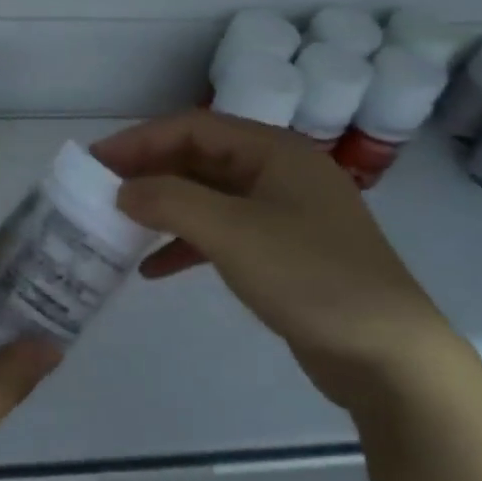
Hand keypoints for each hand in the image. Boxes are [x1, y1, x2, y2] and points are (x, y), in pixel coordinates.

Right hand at [93, 111, 461, 411]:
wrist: (386, 353)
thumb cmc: (310, 277)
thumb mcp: (232, 232)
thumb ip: (170, 202)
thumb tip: (121, 190)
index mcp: (275, 151)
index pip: (194, 127)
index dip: (140, 140)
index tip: (95, 160)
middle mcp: (278, 173)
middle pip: (199, 159)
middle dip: (148, 173)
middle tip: (99, 191)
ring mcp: (282, 214)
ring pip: (207, 198)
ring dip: (162, 209)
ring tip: (118, 226)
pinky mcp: (281, 253)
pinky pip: (220, 235)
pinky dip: (184, 246)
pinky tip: (151, 270)